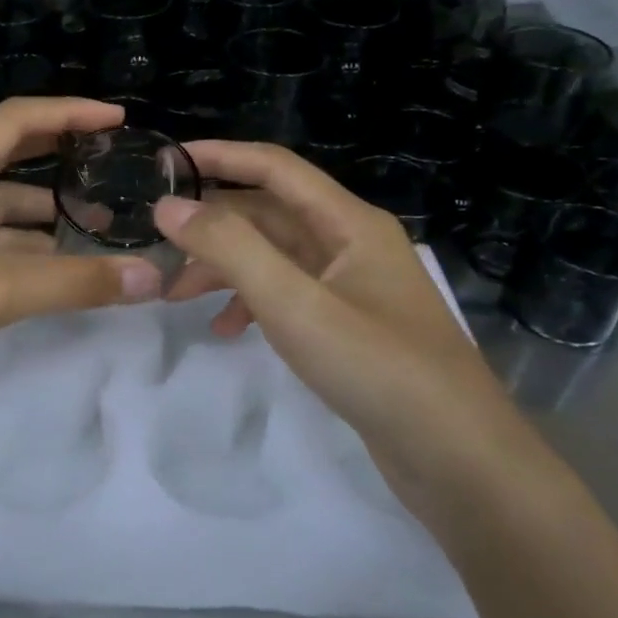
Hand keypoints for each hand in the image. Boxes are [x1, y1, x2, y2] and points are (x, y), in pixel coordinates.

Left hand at [0, 98, 162, 407]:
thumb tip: (153, 277)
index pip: (16, 120)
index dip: (69, 112)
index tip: (118, 118)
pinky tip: (62, 269)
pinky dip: (28, 251)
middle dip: (61, 160)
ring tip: (102, 228)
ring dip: (48, 216)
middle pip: (10, 159)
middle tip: (113, 168)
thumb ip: (76, 281)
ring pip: (3, 210)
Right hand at [154, 140, 533, 517]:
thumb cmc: (377, 367)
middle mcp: (352, 244)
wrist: (458, 459)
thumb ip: (229, 248)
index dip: (220, 157)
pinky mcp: (349, 327)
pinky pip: (288, 296)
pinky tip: (226, 330)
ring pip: (275, 258)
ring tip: (177, 296)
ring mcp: (352, 288)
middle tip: (158, 245)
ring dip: (226, 268)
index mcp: (350, 223)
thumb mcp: (293, 303)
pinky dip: (252, 304)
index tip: (165, 162)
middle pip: (270, 215)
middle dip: (213, 226)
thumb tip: (169, 205)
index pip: (275, 168)